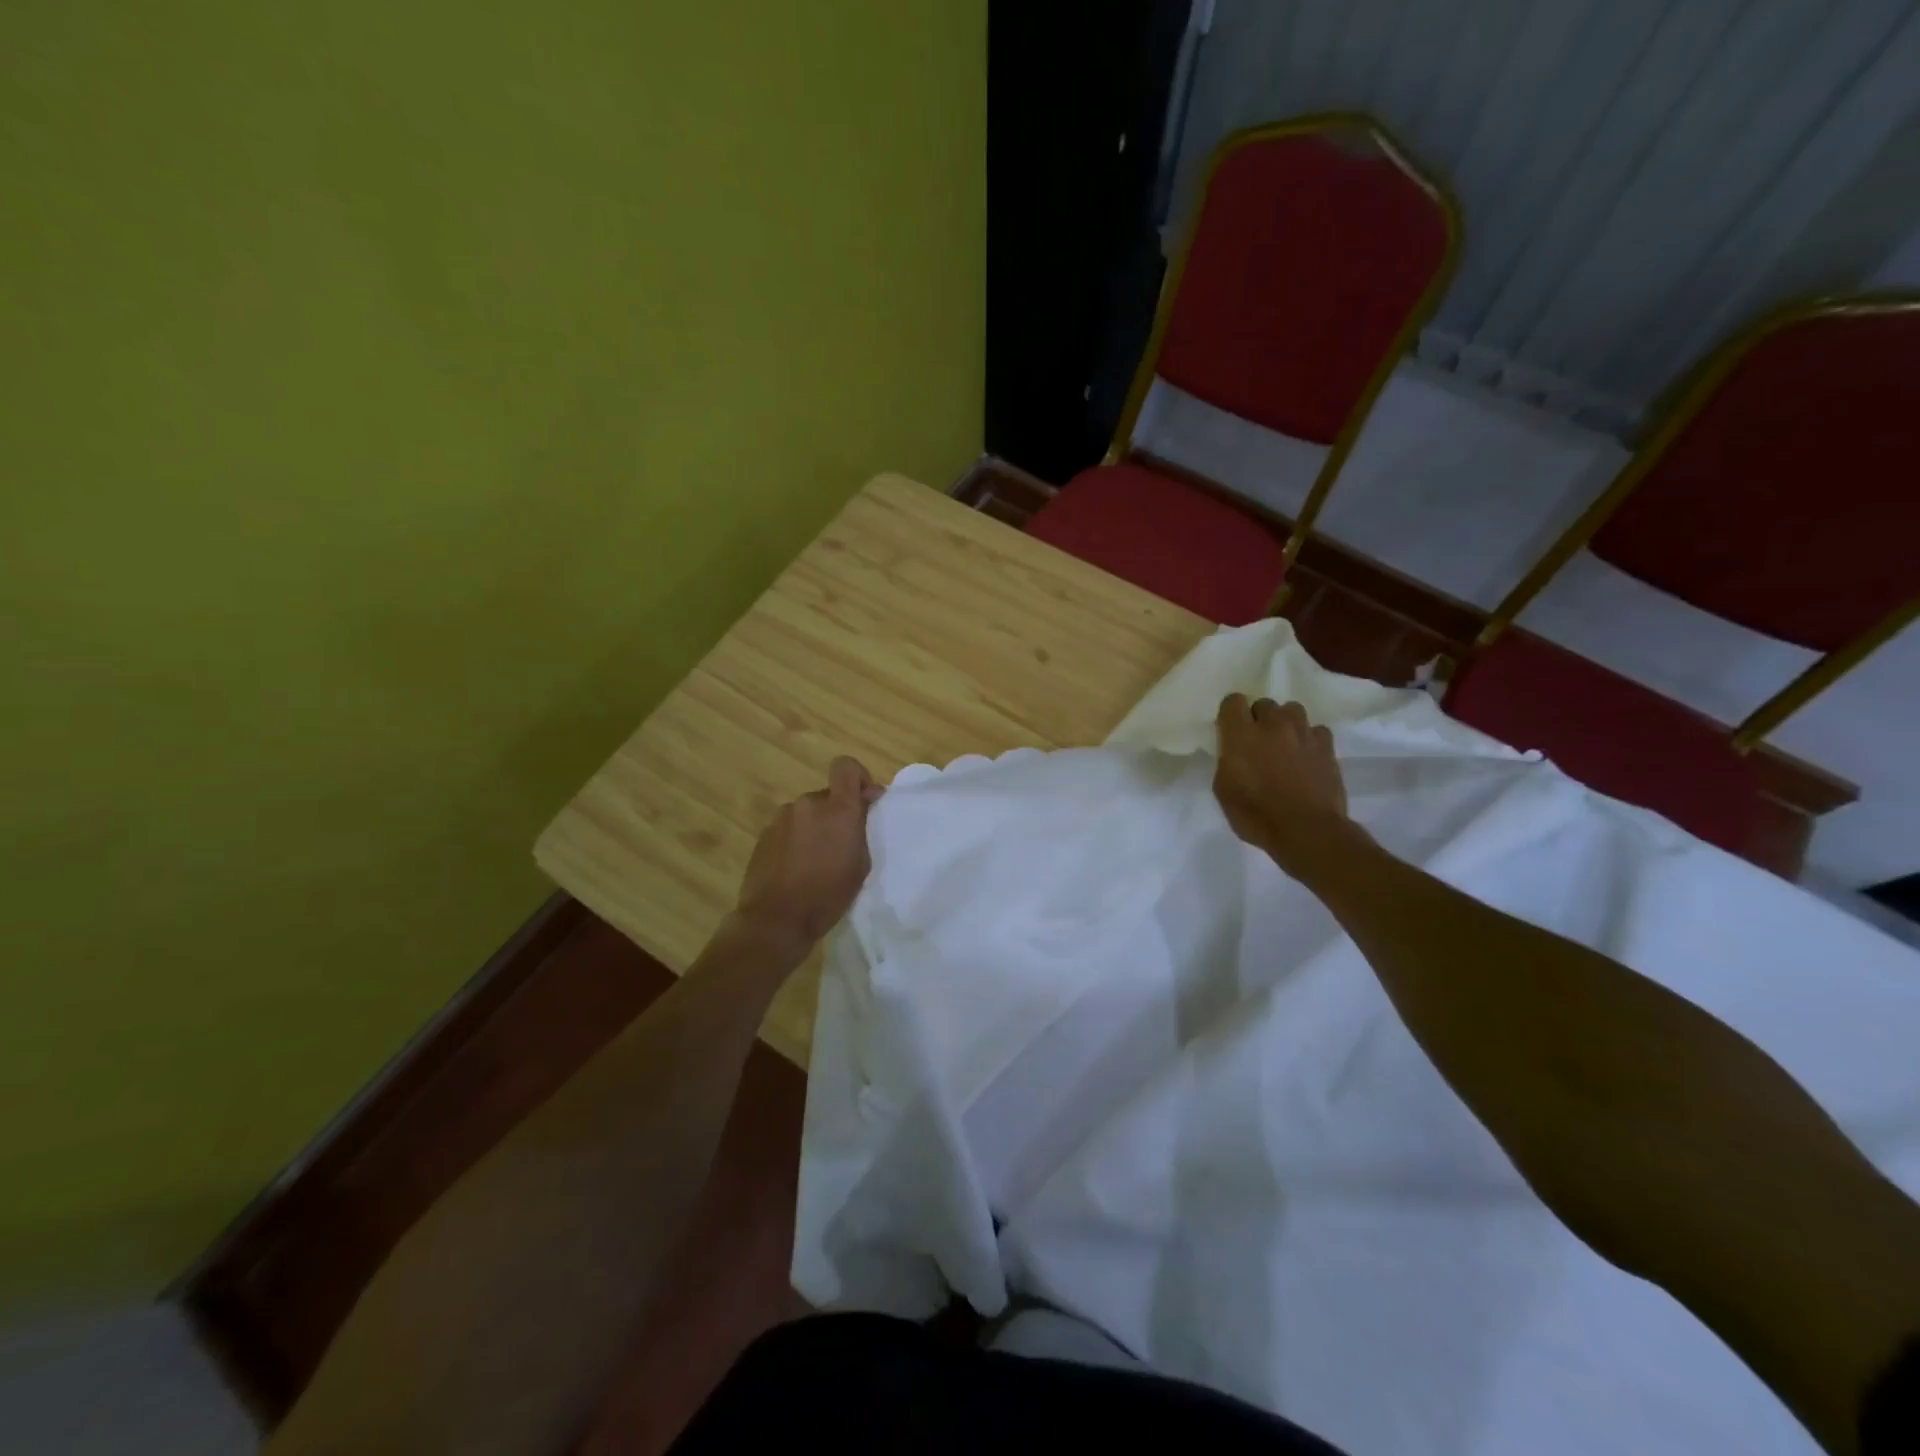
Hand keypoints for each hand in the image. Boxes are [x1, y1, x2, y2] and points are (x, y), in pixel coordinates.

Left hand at [732, 756, 881, 950]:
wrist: (776, 919)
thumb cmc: (828, 895)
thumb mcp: (860, 864)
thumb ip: (860, 828)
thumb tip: (861, 806)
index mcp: (837, 809)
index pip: (846, 766)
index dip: (858, 777)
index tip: (864, 801)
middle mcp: (807, 804)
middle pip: (827, 796)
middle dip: (836, 813)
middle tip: (841, 845)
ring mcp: (781, 818)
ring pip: (806, 814)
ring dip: (814, 828)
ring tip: (815, 861)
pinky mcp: (764, 835)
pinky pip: (788, 829)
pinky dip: (796, 840)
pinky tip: (796, 868)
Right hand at [1213, 694, 1355, 873]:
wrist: (1306, 831)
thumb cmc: (1256, 815)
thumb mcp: (1224, 790)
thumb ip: (1227, 761)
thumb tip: (1234, 751)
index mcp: (1241, 735)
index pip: (1233, 701)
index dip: (1231, 714)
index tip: (1230, 730)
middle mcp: (1272, 725)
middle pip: (1264, 704)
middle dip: (1259, 718)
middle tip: (1258, 742)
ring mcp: (1303, 733)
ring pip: (1292, 710)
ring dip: (1285, 723)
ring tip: (1285, 744)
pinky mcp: (1327, 746)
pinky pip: (1316, 730)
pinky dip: (1309, 739)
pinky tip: (1307, 756)